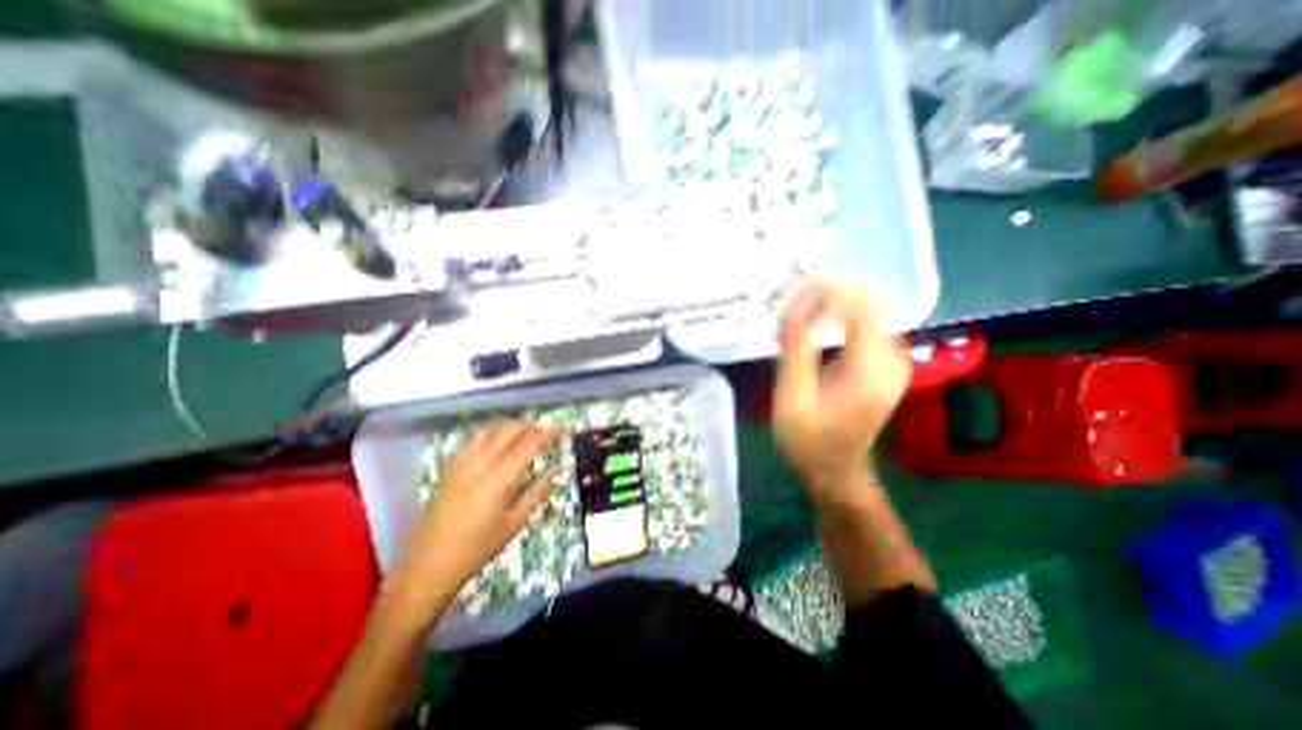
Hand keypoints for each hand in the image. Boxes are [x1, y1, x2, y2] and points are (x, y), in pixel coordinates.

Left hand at [396, 422, 558, 599]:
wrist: (429, 564)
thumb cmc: (477, 548)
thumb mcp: (514, 524)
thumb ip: (537, 492)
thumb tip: (557, 468)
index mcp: (497, 482)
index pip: (528, 446)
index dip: (548, 434)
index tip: (563, 429)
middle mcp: (478, 466)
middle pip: (508, 431)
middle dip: (530, 425)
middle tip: (545, 432)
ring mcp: (460, 465)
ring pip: (488, 430)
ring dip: (510, 426)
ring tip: (524, 432)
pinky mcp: (449, 468)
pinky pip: (470, 439)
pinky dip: (488, 432)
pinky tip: (495, 439)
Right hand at [778, 278, 908, 502]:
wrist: (836, 470)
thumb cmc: (809, 440)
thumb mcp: (792, 397)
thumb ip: (795, 350)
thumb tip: (792, 306)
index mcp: (871, 367)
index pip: (860, 304)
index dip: (828, 288)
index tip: (795, 286)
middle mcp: (892, 358)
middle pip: (868, 302)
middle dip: (830, 290)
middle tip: (794, 291)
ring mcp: (893, 361)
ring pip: (869, 310)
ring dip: (834, 301)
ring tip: (801, 301)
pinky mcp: (885, 365)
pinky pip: (867, 325)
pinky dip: (841, 315)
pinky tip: (817, 318)